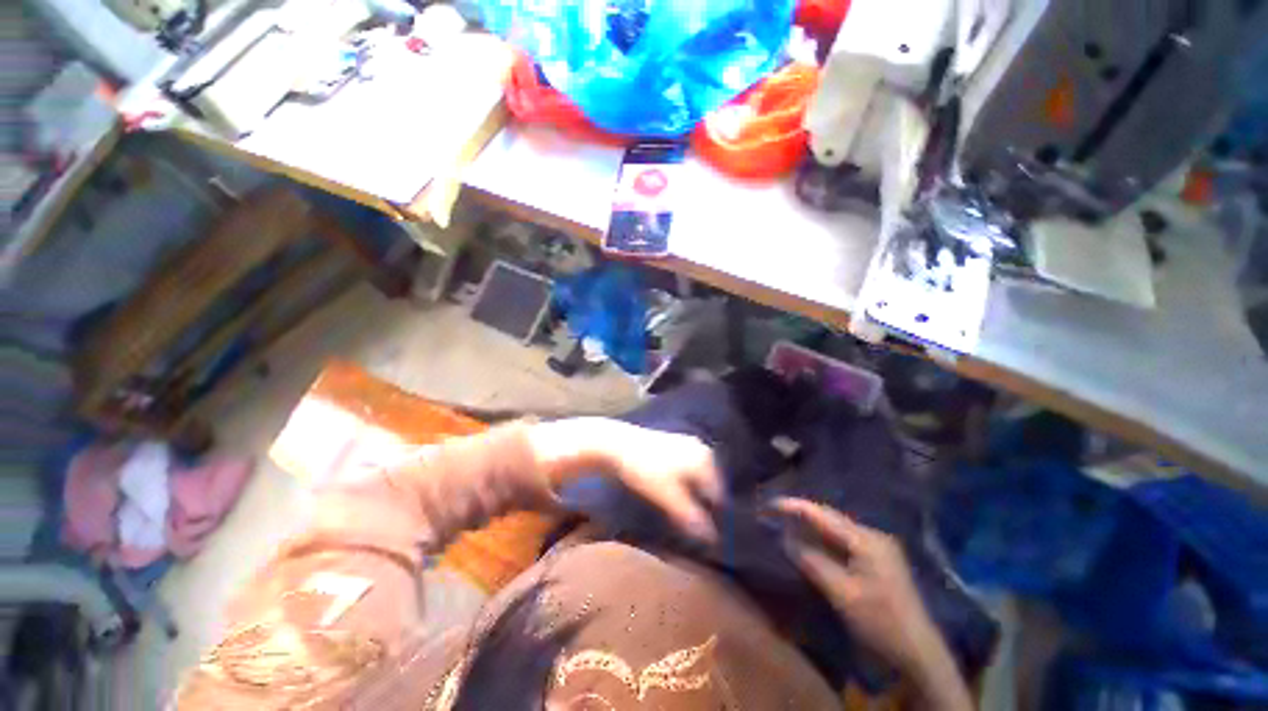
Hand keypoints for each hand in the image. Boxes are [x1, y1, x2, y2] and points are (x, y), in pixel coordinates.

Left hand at [529, 418, 725, 542]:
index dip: (715, 518)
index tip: (707, 537)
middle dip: (704, 507)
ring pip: (697, 481)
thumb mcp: (668, 496)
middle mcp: (701, 451)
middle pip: (709, 487)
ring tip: (682, 515)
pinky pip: (687, 473)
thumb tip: (712, 539)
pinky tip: (673, 497)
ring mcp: (688, 446)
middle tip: (693, 528)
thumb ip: (691, 517)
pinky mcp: (674, 447)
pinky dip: (684, 487)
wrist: (616, 444)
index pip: (719, 497)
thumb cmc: (644, 470)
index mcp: (705, 461)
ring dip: (693, 498)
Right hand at [772, 498, 943, 677]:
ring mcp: (878, 547)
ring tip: (787, 522)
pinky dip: (824, 539)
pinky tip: (811, 541)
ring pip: (836, 528)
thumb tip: (785, 538)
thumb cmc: (879, 622)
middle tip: (775, 512)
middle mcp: (873, 536)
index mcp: (866, 540)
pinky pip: (844, 541)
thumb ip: (811, 561)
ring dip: (812, 526)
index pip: (823, 515)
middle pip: (830, 518)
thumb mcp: (841, 593)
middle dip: (802, 513)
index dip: (795, 506)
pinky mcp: (878, 559)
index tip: (771, 503)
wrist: (919, 653)